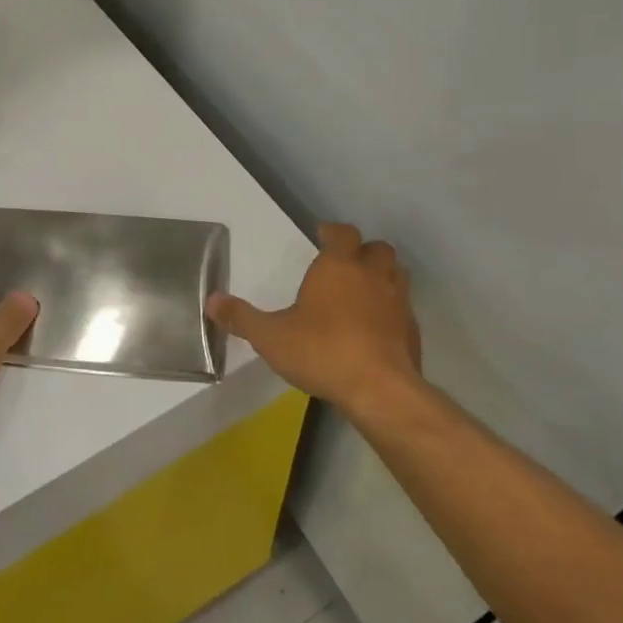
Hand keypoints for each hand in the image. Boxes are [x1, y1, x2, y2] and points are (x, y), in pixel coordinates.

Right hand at [207, 222, 423, 418]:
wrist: (380, 390)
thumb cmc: (322, 351)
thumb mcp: (271, 337)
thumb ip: (241, 317)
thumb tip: (211, 300)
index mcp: (338, 266)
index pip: (342, 233)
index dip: (332, 232)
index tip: (322, 235)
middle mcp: (372, 275)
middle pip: (377, 248)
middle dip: (362, 251)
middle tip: (345, 264)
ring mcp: (397, 302)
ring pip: (396, 274)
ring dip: (382, 276)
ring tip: (363, 291)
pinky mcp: (412, 331)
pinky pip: (403, 309)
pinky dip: (391, 311)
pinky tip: (376, 329)